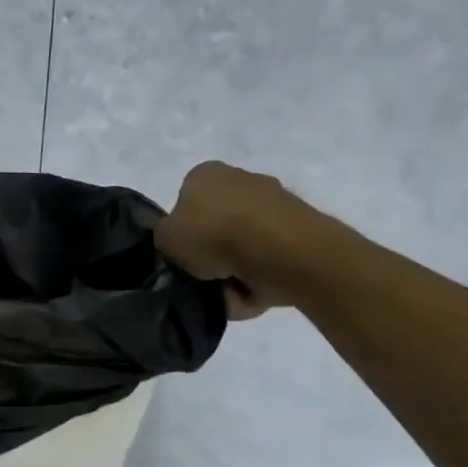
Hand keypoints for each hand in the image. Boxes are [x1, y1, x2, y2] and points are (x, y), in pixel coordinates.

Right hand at [154, 161, 316, 320]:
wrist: (281, 250)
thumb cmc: (213, 233)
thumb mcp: (165, 237)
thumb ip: (166, 237)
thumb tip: (178, 242)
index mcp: (206, 173)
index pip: (186, 201)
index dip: (182, 231)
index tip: (183, 254)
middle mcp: (242, 179)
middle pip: (218, 224)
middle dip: (213, 252)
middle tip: (204, 277)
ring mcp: (276, 203)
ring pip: (245, 245)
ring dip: (236, 270)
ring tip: (230, 292)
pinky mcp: (302, 229)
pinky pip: (269, 260)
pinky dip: (260, 278)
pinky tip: (253, 293)